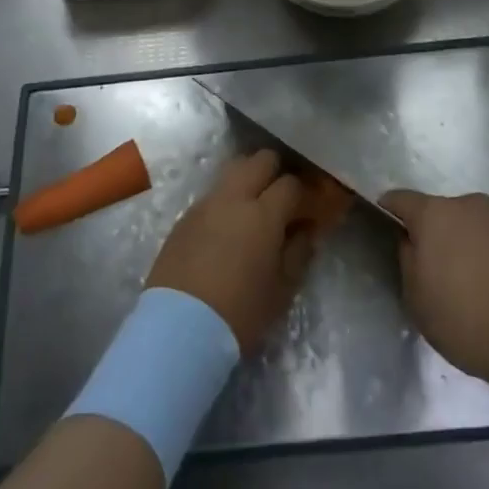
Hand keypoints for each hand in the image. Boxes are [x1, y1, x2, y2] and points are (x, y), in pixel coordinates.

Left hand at [147, 150, 316, 352]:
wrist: (178, 328)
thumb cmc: (240, 313)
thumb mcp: (282, 290)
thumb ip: (298, 253)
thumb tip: (305, 232)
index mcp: (263, 213)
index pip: (291, 184)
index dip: (304, 193)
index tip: (310, 210)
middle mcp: (233, 198)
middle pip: (259, 160)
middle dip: (276, 172)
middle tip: (283, 199)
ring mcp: (205, 204)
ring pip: (232, 170)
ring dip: (248, 180)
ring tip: (255, 209)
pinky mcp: (184, 218)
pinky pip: (212, 194)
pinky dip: (226, 200)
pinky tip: (228, 228)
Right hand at [378, 190, 488, 394]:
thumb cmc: (470, 322)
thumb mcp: (419, 302)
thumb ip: (408, 262)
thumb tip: (412, 242)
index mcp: (435, 215)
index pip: (400, 200)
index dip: (391, 211)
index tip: (388, 228)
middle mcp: (470, 204)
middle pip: (443, 212)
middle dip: (438, 234)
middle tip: (440, 270)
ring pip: (477, 224)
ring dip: (472, 243)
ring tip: (480, 283)